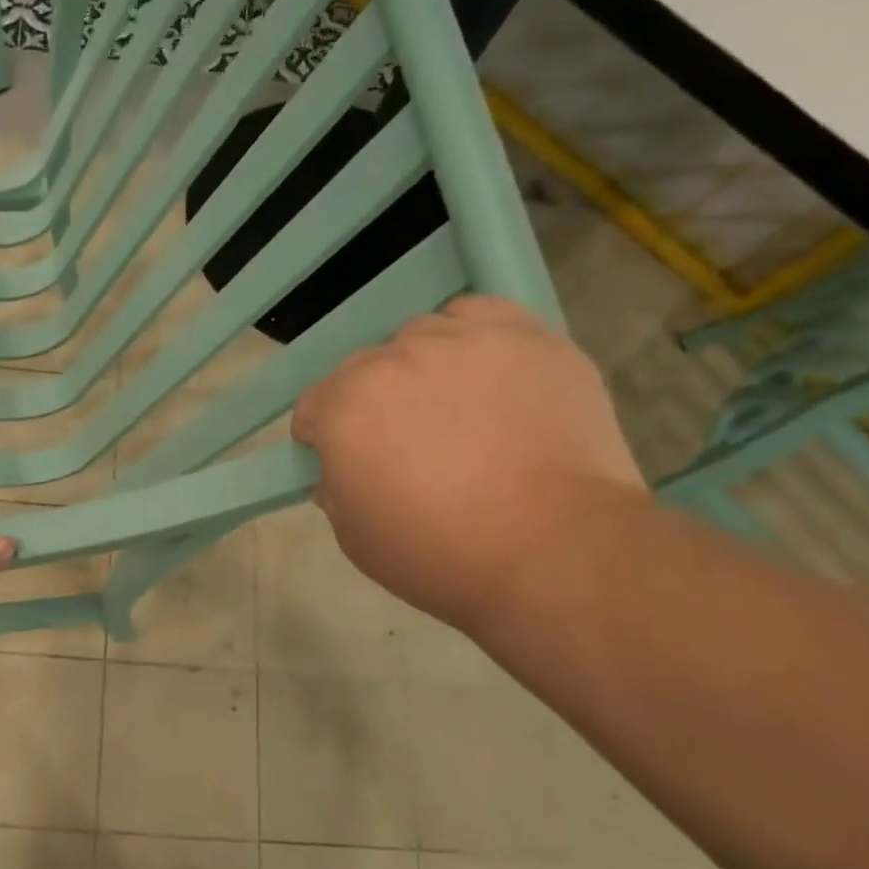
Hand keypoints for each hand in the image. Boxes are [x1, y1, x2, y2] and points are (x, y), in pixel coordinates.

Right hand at [291, 295, 646, 632]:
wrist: (555, 551)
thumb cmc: (440, 554)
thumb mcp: (354, 538)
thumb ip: (333, 489)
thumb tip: (341, 468)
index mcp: (344, 406)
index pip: (312, 405)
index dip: (324, 437)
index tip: (347, 464)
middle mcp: (393, 360)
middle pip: (363, 368)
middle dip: (372, 402)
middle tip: (406, 443)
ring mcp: (461, 341)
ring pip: (419, 337)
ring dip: (422, 368)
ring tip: (456, 409)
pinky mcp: (525, 337)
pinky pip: (479, 314)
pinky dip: (472, 337)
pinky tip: (487, 372)